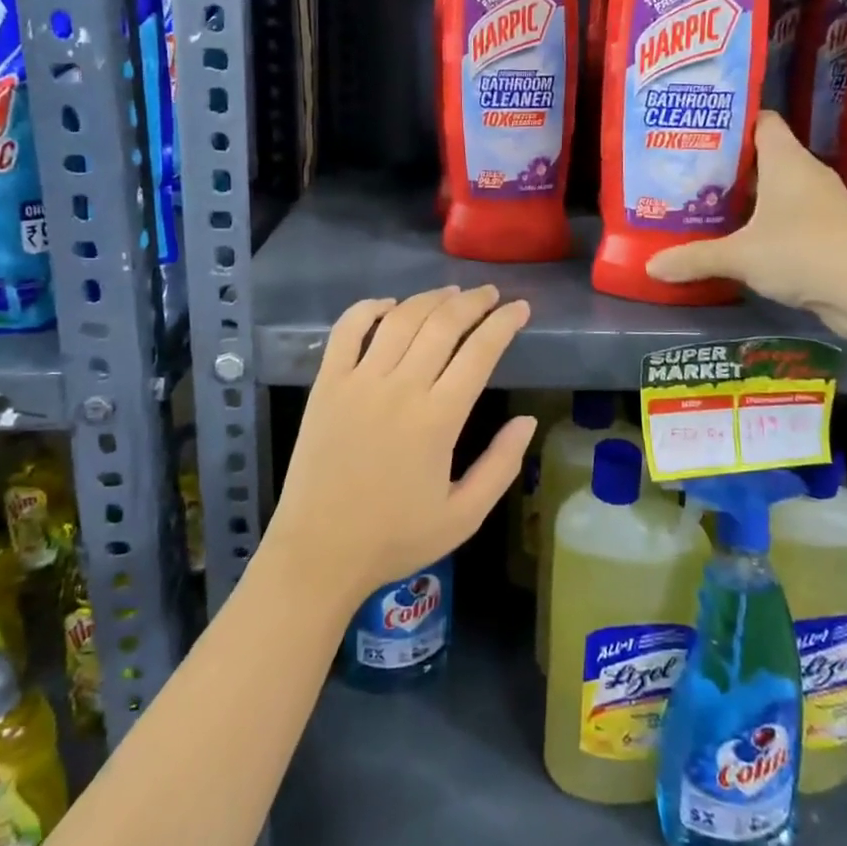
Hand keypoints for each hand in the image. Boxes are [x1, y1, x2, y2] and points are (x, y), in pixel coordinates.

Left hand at [267, 285, 535, 605]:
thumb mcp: (464, 516)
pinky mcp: (327, 384)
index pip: (479, 352)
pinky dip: (368, 308)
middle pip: (443, 324)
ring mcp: (358, 381)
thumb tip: (528, 420)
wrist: (318, 553)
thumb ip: (502, 466)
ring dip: (430, 298)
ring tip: (451, 292)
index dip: (504, 323)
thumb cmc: (395, 538)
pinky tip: (389, 305)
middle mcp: (400, 388)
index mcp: (438, 419)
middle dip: (473, 302)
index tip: (520, 308)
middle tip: (491, 294)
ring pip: (400, 320)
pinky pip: (346, 330)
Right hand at [646, 111, 846, 330]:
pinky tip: (742, 237)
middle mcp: (807, 173)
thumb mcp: (740, 256)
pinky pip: (790, 213)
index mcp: (787, 161)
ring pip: (778, 187)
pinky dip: (766, 220)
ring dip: (748, 195)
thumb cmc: (802, 253)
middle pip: (764, 155)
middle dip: (729, 164)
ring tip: (707, 203)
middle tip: (689, 172)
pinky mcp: (831, 230)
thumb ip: (694, 258)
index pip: (762, 121)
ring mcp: (823, 202)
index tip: (699, 129)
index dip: (733, 121)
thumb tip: (650, 267)